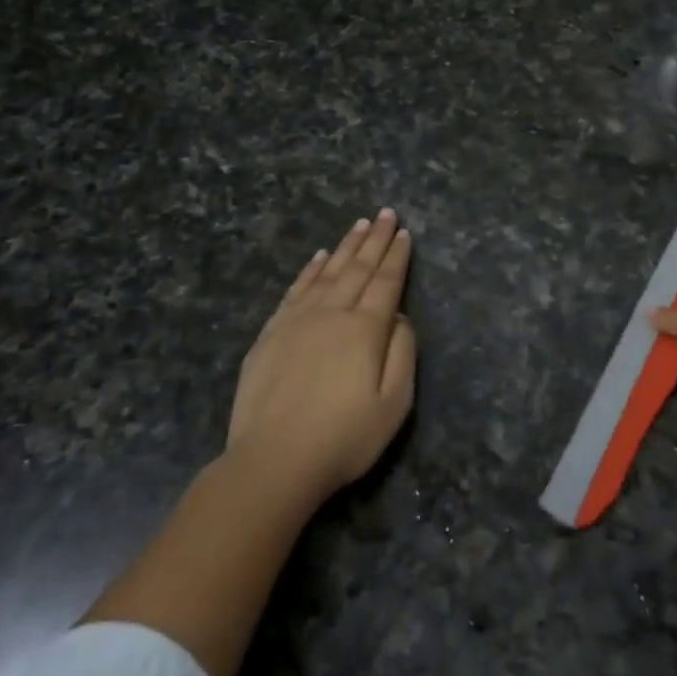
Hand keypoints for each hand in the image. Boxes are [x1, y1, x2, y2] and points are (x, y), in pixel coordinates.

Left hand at [227, 210, 417, 506]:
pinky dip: (310, 269)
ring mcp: (297, 321)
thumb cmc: (343, 438)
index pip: (386, 282)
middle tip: (386, 213)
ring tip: (360, 224)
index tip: (405, 233)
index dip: (397, 256)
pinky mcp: (272, 333)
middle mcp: (332, 314)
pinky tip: (319, 257)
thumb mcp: (394, 404)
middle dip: (375, 239)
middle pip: (358, 268)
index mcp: (365, 329)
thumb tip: (398, 316)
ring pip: (327, 272)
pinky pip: (296, 290)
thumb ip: (402, 352)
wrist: (273, 462)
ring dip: (346, 246)